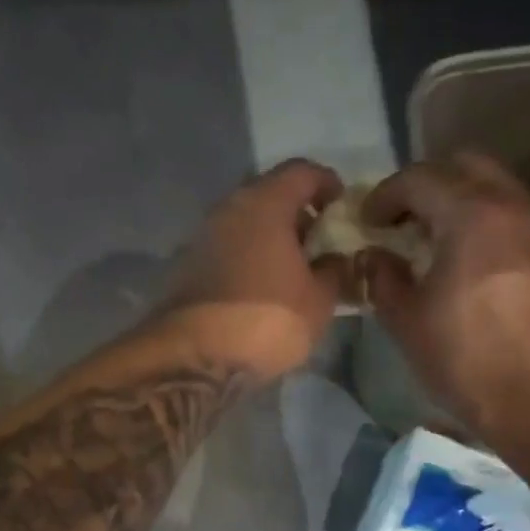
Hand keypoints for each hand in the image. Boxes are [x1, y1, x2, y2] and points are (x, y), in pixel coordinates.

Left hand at [163, 159, 347, 378]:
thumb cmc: (268, 321)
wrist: (196, 358)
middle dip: (298, 215)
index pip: (302, 171)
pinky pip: (229, 249)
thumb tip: (336, 259)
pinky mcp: (188, 267)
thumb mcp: (319, 301)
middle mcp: (229, 209)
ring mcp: (203, 237)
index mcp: (265, 203)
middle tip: (319, 243)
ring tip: (293, 271)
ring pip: (246, 224)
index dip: (327, 183)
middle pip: (270, 195)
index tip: (341, 206)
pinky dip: (250, 258)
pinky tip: (263, 288)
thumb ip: (335, 271)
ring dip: (271, 239)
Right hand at [363, 153, 529, 446]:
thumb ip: (383, 278)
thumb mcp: (407, 321)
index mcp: (470, 215)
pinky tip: (472, 264)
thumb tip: (372, 256)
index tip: (368, 220)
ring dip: (461, 202)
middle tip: (404, 220)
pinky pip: (515, 219)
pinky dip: (487, 225)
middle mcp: (511, 207)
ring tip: (437, 242)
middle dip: (427, 184)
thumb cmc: (465, 359)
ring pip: (496, 189)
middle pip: (465, 167)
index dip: (386, 194)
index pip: (420, 178)